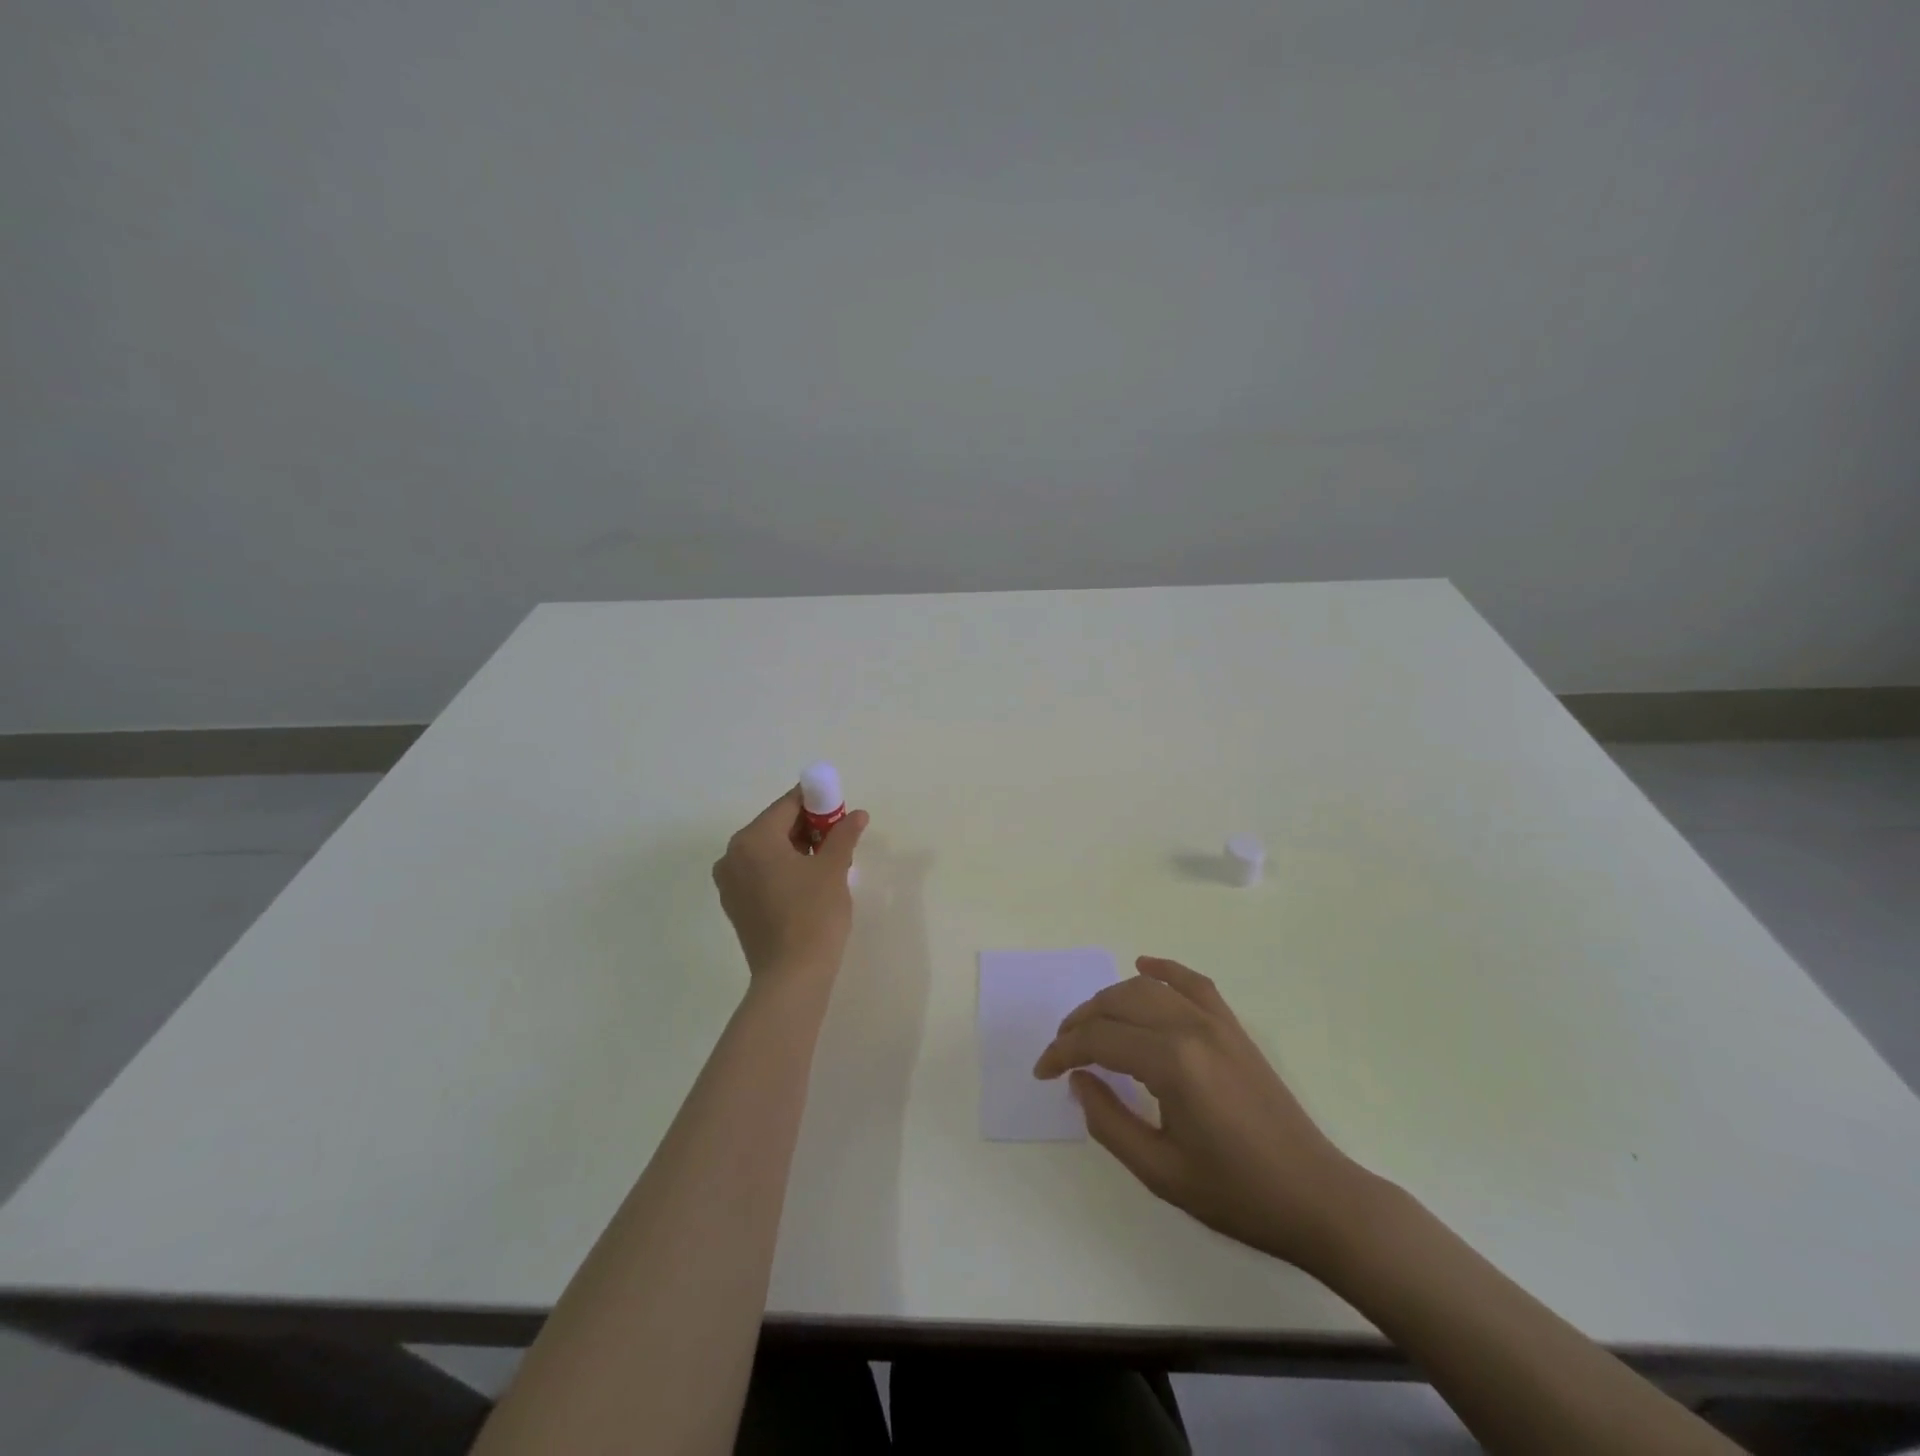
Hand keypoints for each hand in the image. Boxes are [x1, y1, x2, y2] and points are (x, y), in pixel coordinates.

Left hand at [712, 786, 868, 979]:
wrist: (792, 976)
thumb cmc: (813, 914)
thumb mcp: (833, 868)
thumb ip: (843, 835)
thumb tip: (857, 815)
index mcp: (753, 838)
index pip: (788, 805)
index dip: (818, 802)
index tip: (841, 811)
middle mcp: (733, 855)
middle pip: (776, 826)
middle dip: (809, 827)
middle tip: (840, 839)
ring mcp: (730, 882)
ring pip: (768, 851)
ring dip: (797, 848)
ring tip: (829, 862)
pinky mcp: (735, 905)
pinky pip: (761, 873)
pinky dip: (783, 869)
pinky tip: (809, 883)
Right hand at [1034, 956, 1374, 1274]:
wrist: (1316, 1198)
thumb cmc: (1237, 1194)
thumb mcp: (1160, 1171)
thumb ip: (1109, 1122)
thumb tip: (1079, 1080)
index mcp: (1172, 1063)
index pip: (1100, 1040)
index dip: (1063, 1052)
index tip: (1042, 1072)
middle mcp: (1191, 1028)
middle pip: (1118, 1004)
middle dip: (1080, 1022)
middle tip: (1061, 1052)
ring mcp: (1216, 1022)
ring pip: (1148, 988)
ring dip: (1110, 999)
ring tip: (1089, 1024)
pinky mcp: (1234, 1028)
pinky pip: (1193, 982)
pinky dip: (1164, 970)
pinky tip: (1144, 966)